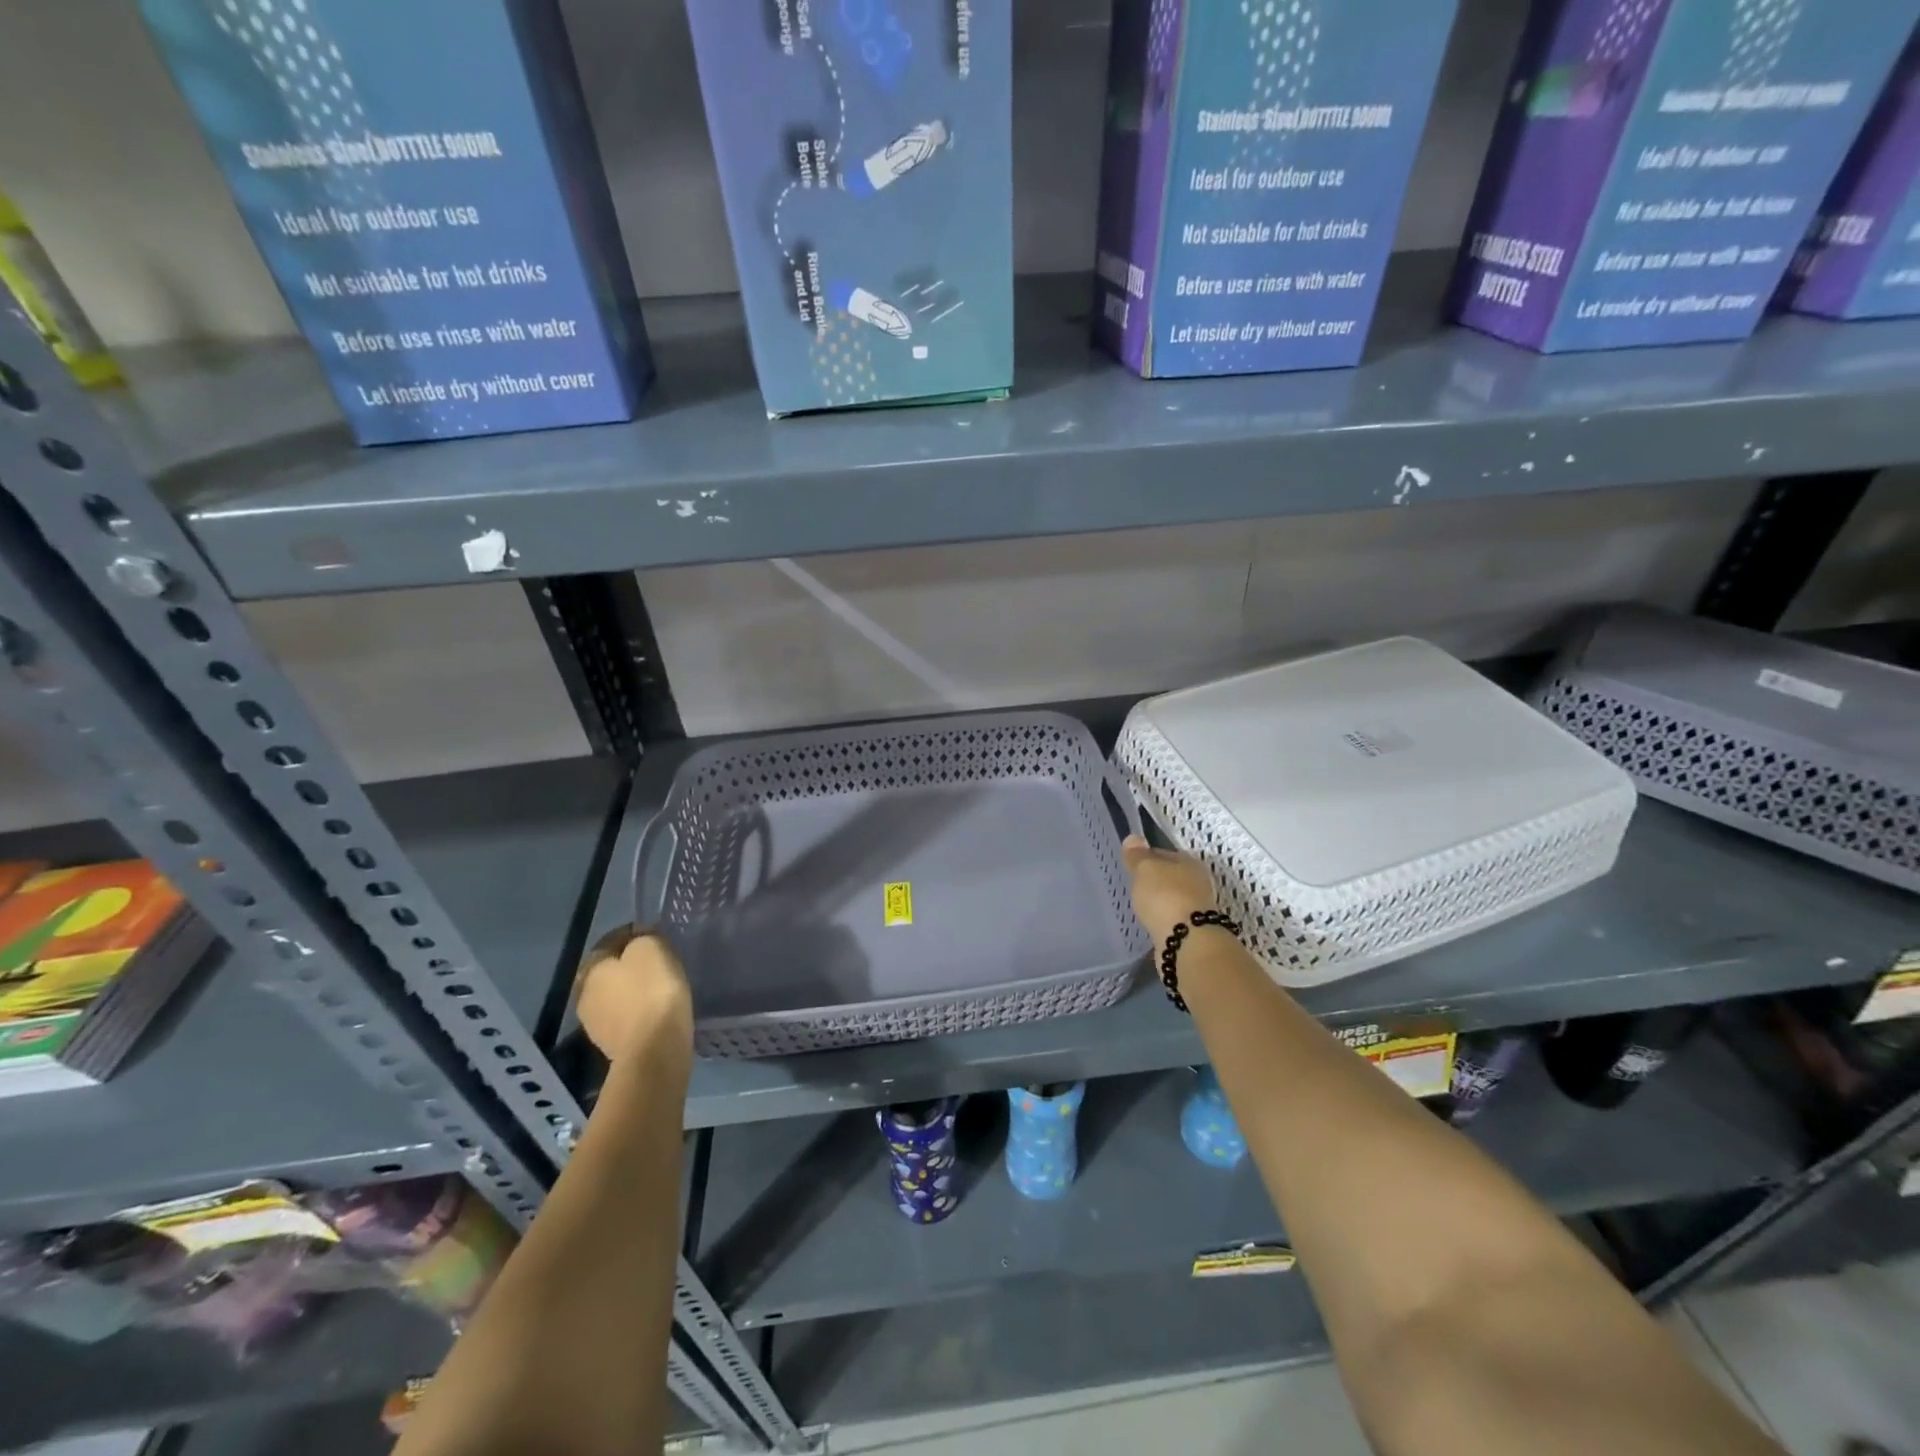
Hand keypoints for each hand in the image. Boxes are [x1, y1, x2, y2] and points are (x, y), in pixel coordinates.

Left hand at [574, 927, 692, 1062]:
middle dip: (630, 965)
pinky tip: (657, 1011)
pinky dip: (639, 1012)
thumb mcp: (651, 949)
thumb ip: (643, 939)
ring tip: (661, 988)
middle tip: (658, 962)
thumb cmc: (652, 992)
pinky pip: (626, 1018)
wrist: (654, 1051)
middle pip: (609, 971)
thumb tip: (640, 942)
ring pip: (616, 996)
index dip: (633, 934)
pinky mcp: (612, 1047)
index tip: (656, 935)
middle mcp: (584, 995)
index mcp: (591, 969)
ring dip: (633, 991)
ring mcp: (595, 1025)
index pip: (609, 941)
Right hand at [1121, 835, 1219, 945]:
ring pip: (1173, 899)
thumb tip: (1133, 838)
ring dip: (1160, 902)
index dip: (1146, 856)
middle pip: (1171, 877)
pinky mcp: (1193, 932)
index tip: (1131, 864)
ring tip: (1141, 906)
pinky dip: (1163, 920)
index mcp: (1189, 863)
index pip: (1164, 853)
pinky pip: (1173, 920)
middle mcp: (1198, 883)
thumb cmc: (1165, 896)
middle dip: (1155, 881)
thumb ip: (1138, 856)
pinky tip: (1151, 923)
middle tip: (1134, 885)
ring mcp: (1197, 909)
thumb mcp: (1145, 870)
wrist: (1187, 942)